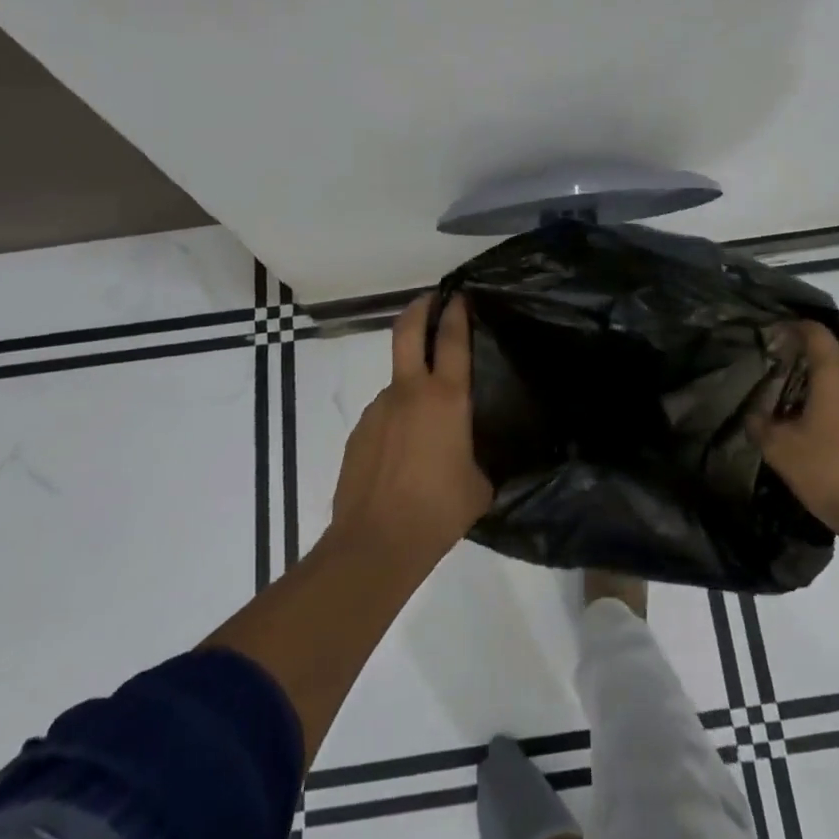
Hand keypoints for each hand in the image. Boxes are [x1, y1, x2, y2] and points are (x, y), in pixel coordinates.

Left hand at [329, 294, 491, 561]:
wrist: (375, 542)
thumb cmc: (438, 511)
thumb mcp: (479, 485)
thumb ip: (477, 456)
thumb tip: (471, 454)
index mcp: (446, 399)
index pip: (453, 339)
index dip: (457, 312)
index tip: (460, 296)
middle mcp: (409, 392)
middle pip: (408, 330)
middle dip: (420, 307)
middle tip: (431, 299)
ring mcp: (378, 409)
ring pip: (397, 379)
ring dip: (412, 383)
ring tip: (427, 424)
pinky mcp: (359, 431)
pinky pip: (384, 415)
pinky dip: (397, 421)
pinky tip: (404, 454)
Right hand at [749, 316, 838, 551]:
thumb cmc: (830, 475)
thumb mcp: (780, 451)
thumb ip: (761, 425)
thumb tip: (755, 414)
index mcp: (836, 376)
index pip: (818, 332)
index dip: (796, 325)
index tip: (778, 332)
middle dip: (838, 324)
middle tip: (811, 339)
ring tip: (815, 383)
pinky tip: (834, 415)